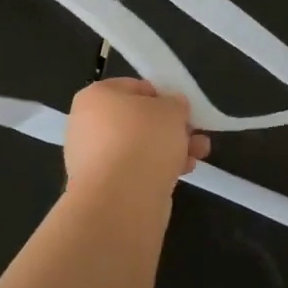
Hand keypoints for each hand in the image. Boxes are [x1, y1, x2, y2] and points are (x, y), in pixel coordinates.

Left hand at [63, 79, 208, 201]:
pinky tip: (183, 171)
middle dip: (170, 127)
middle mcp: (88, 124)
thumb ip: (175, 103)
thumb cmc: (144, 138)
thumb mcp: (171, 108)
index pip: (134, 87)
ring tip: (199, 153)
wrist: (122, 199)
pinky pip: (136, 170)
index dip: (162, 96)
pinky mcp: (104, 186)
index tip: (182, 108)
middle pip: (138, 120)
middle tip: (194, 132)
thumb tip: (173, 107)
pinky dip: (158, 169)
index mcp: (95, 96)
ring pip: (140, 147)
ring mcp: (93, 158)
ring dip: (170, 148)